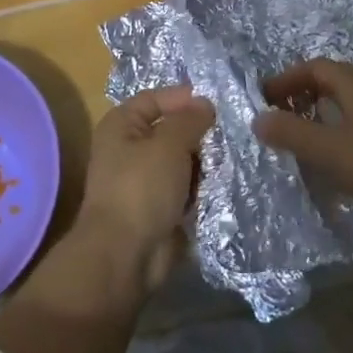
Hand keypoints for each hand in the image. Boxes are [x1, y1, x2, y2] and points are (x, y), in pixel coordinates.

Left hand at [77, 85, 214, 291]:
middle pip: (170, 130)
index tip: (216, 103)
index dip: (183, 97)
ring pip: (181, 159)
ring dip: (202, 162)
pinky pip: (184, 187)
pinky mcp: (158, 206)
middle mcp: (129, 148)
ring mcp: (143, 180)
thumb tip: (204, 104)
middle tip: (230, 133)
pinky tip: (220, 184)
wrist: (127, 254)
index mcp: (122, 125)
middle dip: (198, 132)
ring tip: (228, 159)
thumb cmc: (142, 188)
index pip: (155, 99)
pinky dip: (199, 186)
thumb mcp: (170, 143)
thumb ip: (190, 119)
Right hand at [254, 59, 352, 228]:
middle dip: (301, 92)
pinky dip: (338, 129)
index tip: (264, 98)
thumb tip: (258, 118)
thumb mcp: (328, 151)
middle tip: (279, 114)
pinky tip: (335, 156)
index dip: (286, 79)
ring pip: (347, 102)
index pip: (314, 67)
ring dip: (320, 111)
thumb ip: (290, 133)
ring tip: (301, 135)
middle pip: (331, 80)